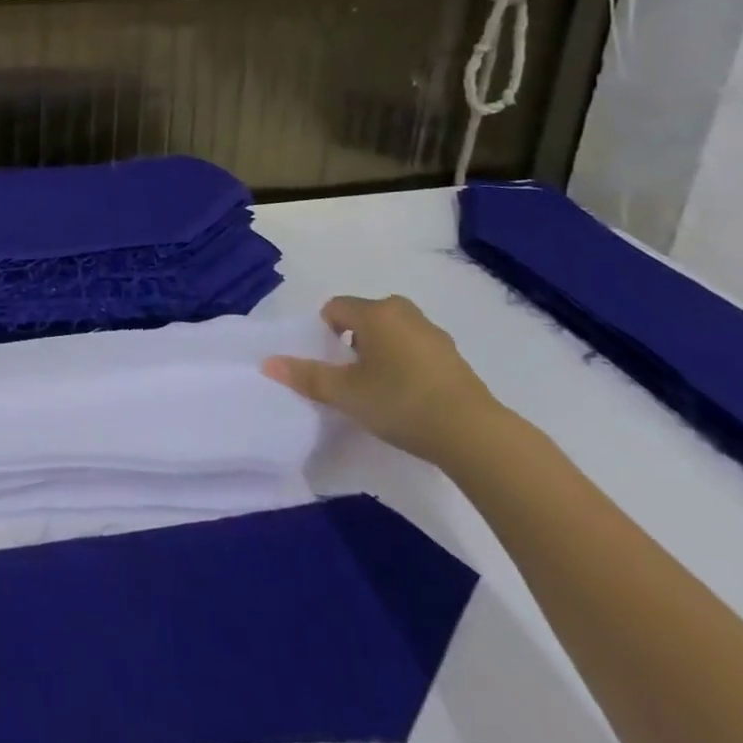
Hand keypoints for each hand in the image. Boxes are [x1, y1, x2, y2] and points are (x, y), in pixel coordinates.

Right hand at [262, 294, 505, 466]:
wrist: (474, 435)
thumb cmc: (400, 402)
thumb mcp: (345, 393)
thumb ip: (306, 376)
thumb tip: (268, 363)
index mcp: (375, 312)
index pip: (335, 308)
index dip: (325, 332)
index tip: (331, 364)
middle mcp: (403, 312)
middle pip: (365, 316)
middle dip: (353, 340)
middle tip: (352, 376)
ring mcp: (433, 333)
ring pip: (392, 332)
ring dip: (381, 352)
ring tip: (380, 389)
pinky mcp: (454, 357)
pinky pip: (416, 349)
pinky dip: (406, 364)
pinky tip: (409, 397)